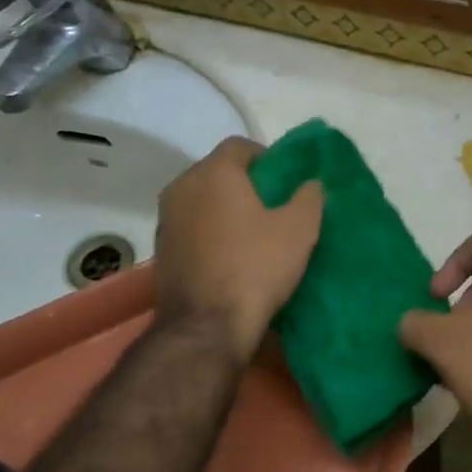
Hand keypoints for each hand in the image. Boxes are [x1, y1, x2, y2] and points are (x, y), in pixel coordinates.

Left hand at [155, 137, 321, 359]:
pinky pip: (192, 228)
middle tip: (274, 208)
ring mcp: (166, 220)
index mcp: (214, 173)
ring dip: (226, 210)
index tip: (286, 182)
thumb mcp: (299, 230)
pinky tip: (231, 257)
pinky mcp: (161, 250)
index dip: (267, 158)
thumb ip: (309, 197)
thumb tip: (310, 183)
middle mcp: (182, 187)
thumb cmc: (256, 267)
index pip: (240, 146)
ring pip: (202, 201)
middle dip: (245, 184)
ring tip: (254, 234)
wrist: (207, 325)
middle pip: (218, 172)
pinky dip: (211, 233)